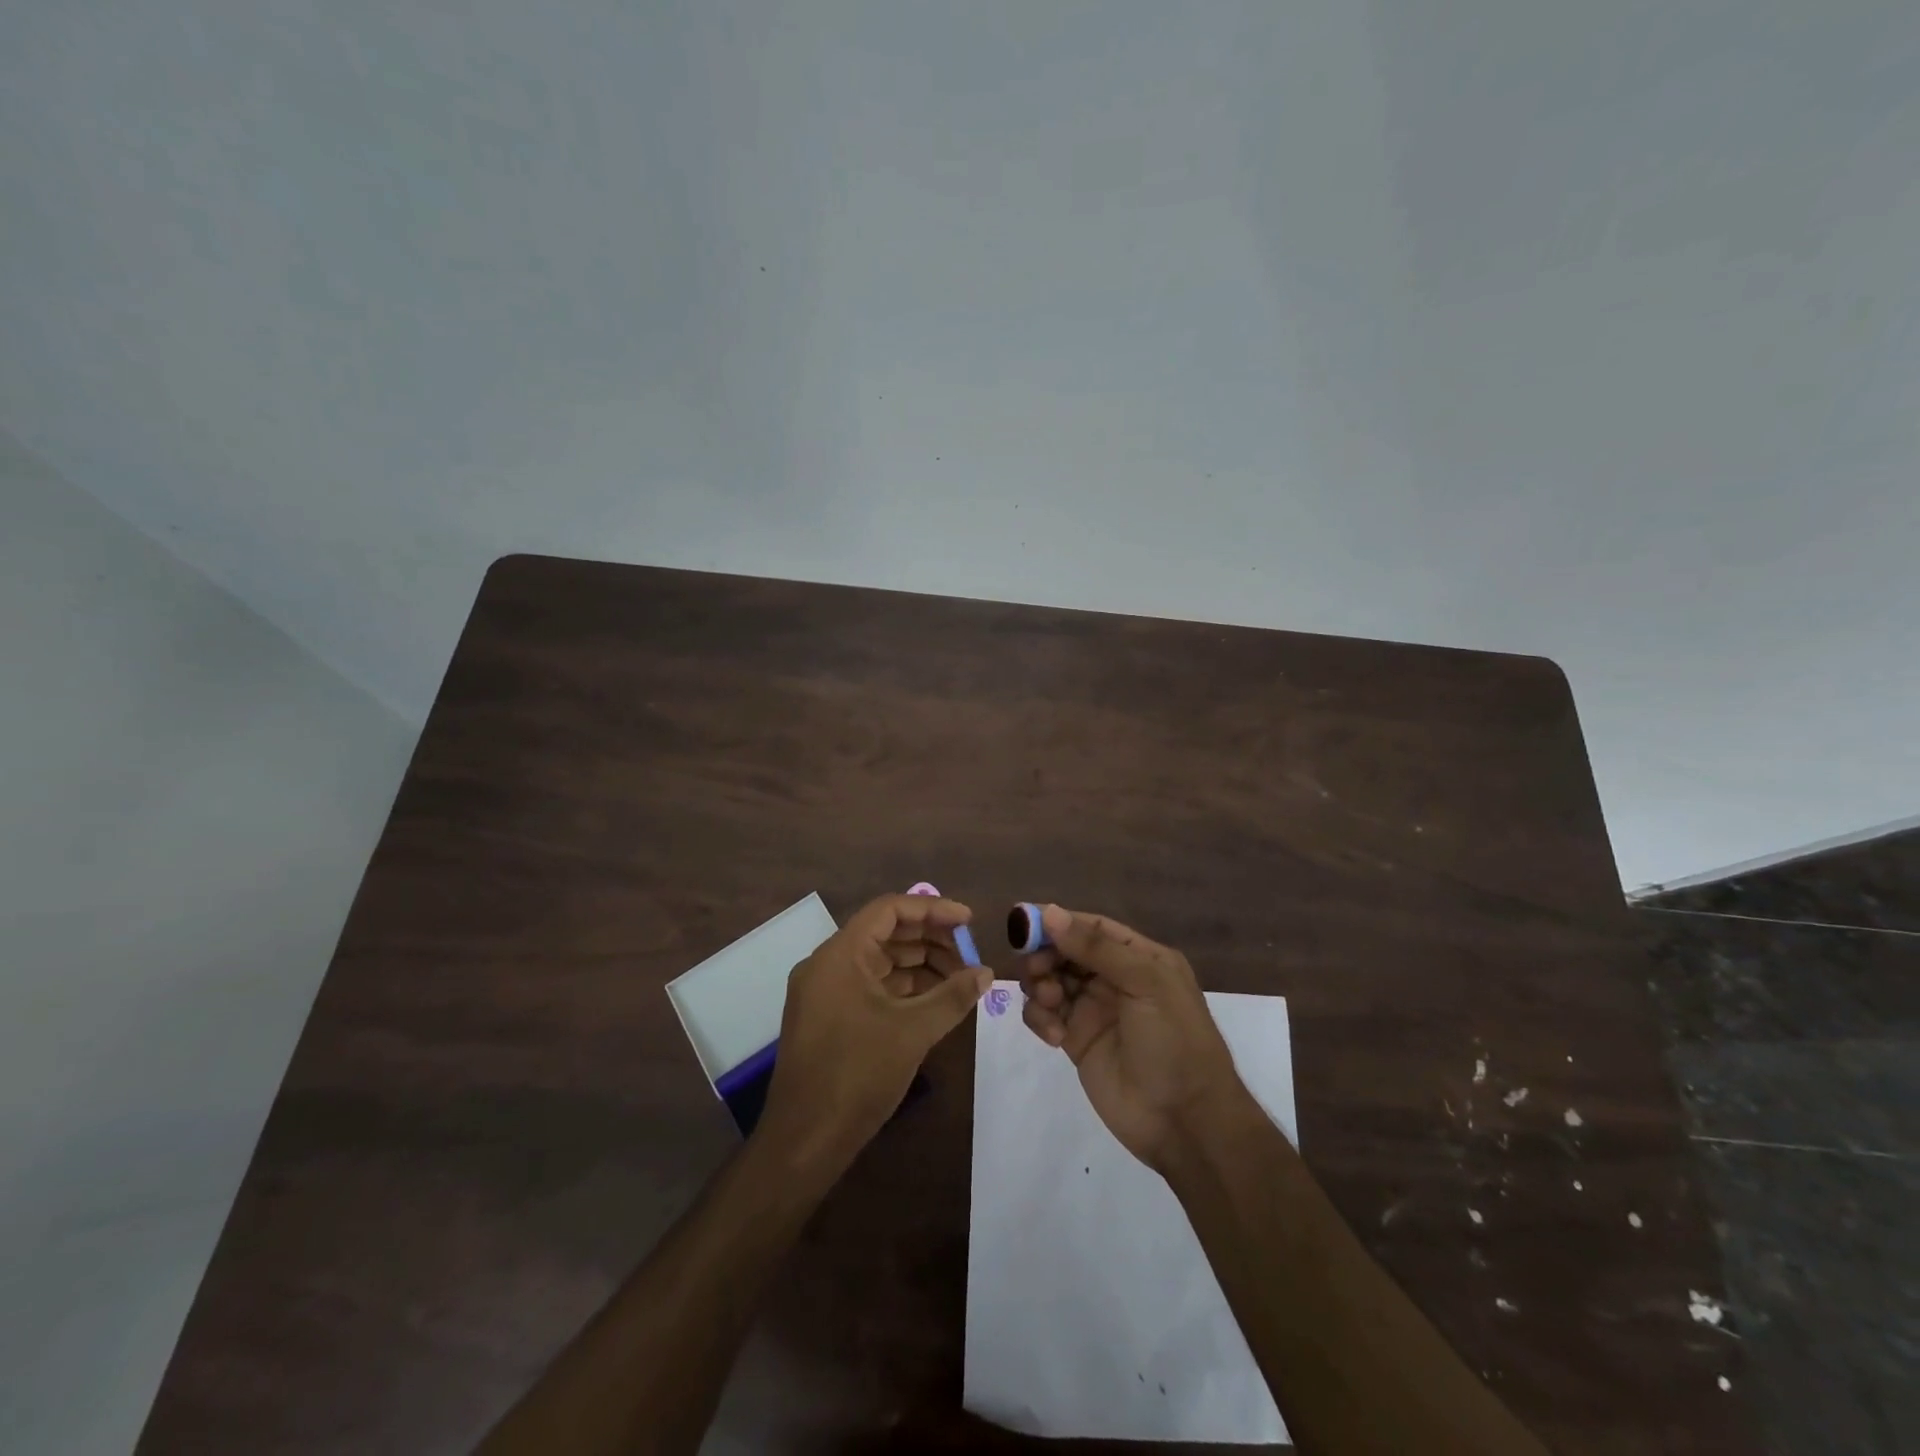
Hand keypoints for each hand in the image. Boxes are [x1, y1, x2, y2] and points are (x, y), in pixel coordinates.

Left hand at [757, 893, 990, 1177]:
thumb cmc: (857, 1075)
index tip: (969, 921)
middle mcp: (827, 964)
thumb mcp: (913, 1032)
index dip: (932, 909)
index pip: (889, 910)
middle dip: (930, 939)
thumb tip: (987, 972)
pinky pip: (870, 986)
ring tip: (960, 979)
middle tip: (970, 954)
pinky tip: (934, 1000)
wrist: (804, 1141)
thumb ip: (953, 996)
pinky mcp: (828, 1017)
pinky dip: (902, 988)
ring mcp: (825, 992)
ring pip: (879, 961)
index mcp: (840, 954)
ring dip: (920, 965)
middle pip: (885, 933)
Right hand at [1019, 904, 1246, 1172]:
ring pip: (1051, 980)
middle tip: (1036, 971)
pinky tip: (1053, 1036)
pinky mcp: (1076, 1041)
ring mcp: (1094, 1010)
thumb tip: (1049, 912)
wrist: (1185, 1122)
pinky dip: (1040, 1018)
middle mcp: (1116, 978)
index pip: (1092, 927)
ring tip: (1050, 1004)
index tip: (1023, 923)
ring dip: (1041, 986)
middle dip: (1045, 956)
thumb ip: (1096, 948)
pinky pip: (1046, 1015)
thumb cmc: (1174, 1041)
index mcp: (1140, 958)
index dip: (1058, 922)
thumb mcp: (1146, 984)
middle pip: (1065, 951)